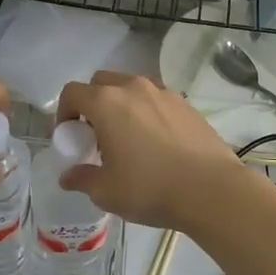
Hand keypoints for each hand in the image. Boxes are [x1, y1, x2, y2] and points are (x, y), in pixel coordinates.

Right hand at [55, 71, 244, 229]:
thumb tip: (68, 176)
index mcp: (106, 103)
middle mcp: (133, 88)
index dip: (63, 113)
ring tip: (127, 139)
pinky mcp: (186, 104)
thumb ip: (82, 178)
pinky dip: (146, 113)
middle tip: (95, 136)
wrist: (212, 190)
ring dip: (120, 106)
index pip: (72, 92)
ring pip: (131, 89)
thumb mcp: (106, 191)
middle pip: (101, 82)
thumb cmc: (150, 188)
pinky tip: (156, 143)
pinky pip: (155, 100)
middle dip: (91, 104)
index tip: (68, 137)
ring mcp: (163, 93)